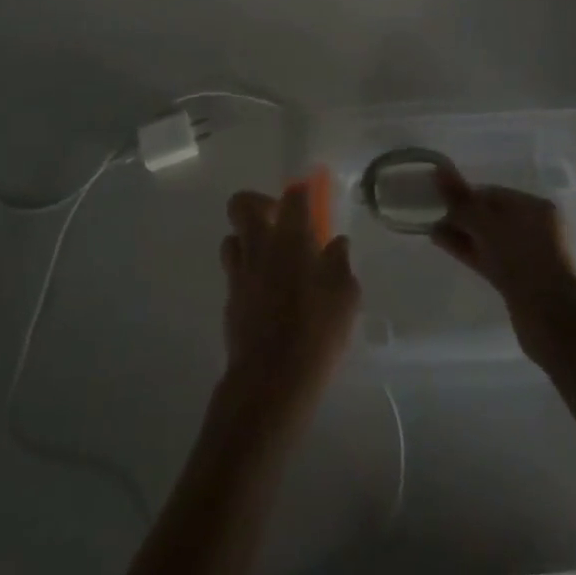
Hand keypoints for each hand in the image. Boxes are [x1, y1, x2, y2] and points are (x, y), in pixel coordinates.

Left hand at [220, 185, 359, 410]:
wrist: (271, 380)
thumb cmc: (317, 332)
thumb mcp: (345, 296)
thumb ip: (340, 264)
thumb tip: (337, 244)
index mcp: (291, 237)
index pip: (293, 196)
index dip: (301, 193)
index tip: (309, 199)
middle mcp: (260, 245)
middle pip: (242, 204)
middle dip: (258, 203)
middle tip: (279, 222)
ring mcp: (240, 272)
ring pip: (231, 238)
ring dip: (247, 240)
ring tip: (270, 258)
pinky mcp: (229, 300)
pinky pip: (234, 273)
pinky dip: (247, 274)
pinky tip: (266, 294)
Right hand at [431, 167, 575, 336]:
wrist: (551, 319)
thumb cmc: (521, 258)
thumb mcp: (486, 224)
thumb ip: (461, 199)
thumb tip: (438, 170)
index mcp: (536, 207)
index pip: (494, 194)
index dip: (465, 195)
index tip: (440, 201)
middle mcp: (536, 228)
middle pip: (491, 217)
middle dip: (463, 217)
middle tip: (434, 218)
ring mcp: (529, 257)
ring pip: (489, 240)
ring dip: (463, 235)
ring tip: (434, 233)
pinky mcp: (521, 282)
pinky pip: (490, 258)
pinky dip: (470, 251)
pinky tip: (445, 246)